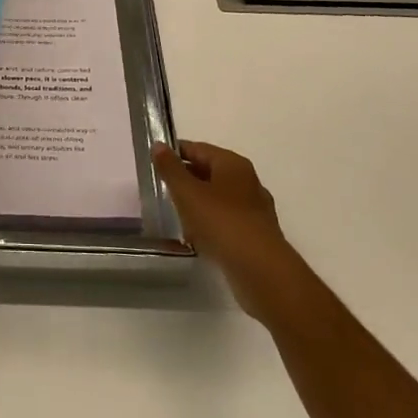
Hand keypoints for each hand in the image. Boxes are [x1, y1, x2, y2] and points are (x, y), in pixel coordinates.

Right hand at [152, 139, 313, 326]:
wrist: (262, 273)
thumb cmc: (222, 223)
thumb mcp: (188, 193)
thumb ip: (171, 169)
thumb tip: (158, 145)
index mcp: (232, 164)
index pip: (198, 149)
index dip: (175, 153)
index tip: (154, 163)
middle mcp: (247, 181)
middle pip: (209, 172)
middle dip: (186, 179)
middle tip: (161, 189)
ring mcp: (254, 210)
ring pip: (218, 198)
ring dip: (197, 204)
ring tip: (174, 215)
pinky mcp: (255, 235)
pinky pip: (226, 221)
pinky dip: (210, 225)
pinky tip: (195, 238)